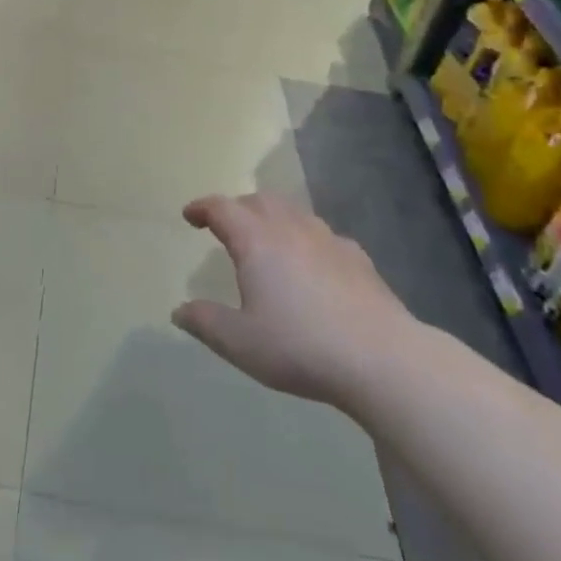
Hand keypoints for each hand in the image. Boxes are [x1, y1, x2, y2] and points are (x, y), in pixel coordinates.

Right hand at [171, 193, 413, 409]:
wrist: (382, 359)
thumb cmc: (300, 346)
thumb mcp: (240, 342)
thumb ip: (205, 323)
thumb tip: (179, 311)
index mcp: (256, 241)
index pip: (222, 208)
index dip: (202, 208)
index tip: (190, 216)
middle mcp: (290, 229)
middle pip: (259, 201)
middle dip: (237, 208)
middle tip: (226, 226)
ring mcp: (328, 240)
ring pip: (293, 212)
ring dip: (272, 218)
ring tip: (266, 240)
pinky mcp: (358, 258)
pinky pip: (322, 235)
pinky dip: (305, 239)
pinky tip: (312, 264)